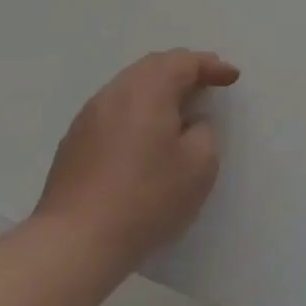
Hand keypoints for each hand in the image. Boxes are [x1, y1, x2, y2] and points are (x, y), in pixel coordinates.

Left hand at [34, 49, 240, 266]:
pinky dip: (136, 111)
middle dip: (183, 70)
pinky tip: (144, 136)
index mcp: (148, 90)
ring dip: (157, 90)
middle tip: (206, 82)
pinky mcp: (73, 142)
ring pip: (129, 87)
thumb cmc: (146, 199)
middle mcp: (115, 93)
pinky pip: (113, 111)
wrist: (73, 243)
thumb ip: (204, 133)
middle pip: (153, 67)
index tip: (231, 77)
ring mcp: (88, 117)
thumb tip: (191, 124)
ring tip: (177, 108)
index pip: (184, 62)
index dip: (212, 66)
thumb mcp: (199, 166)